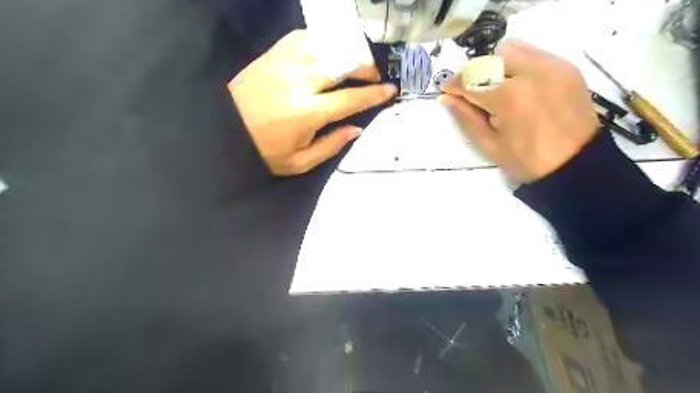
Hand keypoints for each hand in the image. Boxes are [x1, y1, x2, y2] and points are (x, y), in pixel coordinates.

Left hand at [232, 30, 398, 176]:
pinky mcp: (272, 55)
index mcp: (308, 113)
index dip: (374, 94)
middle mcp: (299, 82)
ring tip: (354, 62)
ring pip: (326, 46)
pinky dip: (321, 41)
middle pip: (343, 64)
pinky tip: (327, 51)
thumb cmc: (263, 151)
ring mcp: (284, 64)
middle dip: (366, 68)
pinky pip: (302, 38)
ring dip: (347, 52)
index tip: (390, 90)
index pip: (351, 99)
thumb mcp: (300, 162)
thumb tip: (356, 128)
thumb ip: (331, 146)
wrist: (222, 132)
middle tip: (374, 76)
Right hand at [442, 38, 595, 182]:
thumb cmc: (527, 160)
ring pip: (511, 49)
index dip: (453, 86)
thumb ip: (466, 118)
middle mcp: (530, 72)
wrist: (575, 164)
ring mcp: (551, 66)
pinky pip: (533, 52)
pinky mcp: (565, 66)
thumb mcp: (489, 144)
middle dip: (474, 75)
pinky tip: (519, 85)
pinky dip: (518, 64)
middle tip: (474, 95)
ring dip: (496, 65)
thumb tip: (446, 98)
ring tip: (498, 88)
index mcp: (509, 97)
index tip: (447, 92)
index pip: (470, 81)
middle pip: (488, 59)